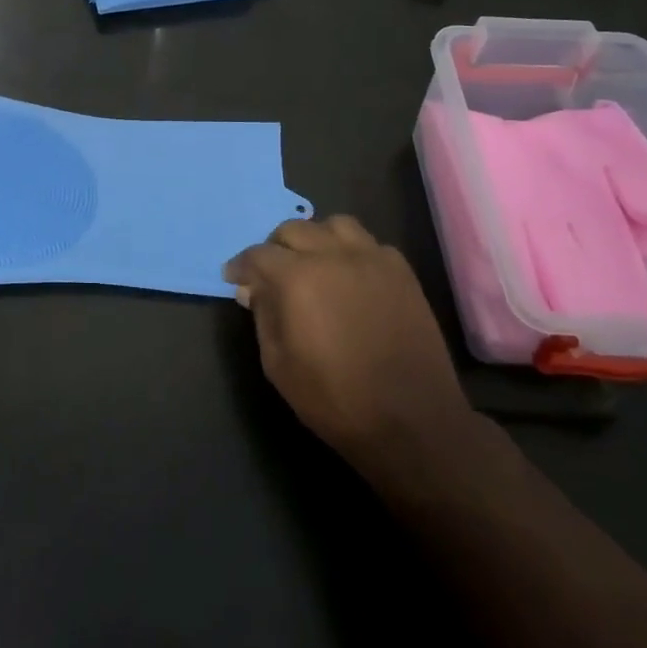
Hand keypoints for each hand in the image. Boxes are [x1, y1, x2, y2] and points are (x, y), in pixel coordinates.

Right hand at [224, 215, 476, 479]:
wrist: (412, 422)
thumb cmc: (335, 399)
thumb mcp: (278, 365)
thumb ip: (263, 317)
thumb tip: (254, 290)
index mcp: (297, 278)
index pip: (258, 254)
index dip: (240, 265)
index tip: (234, 278)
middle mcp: (333, 256)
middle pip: (294, 230)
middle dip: (275, 248)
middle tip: (271, 274)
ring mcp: (372, 260)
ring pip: (335, 225)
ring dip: (316, 239)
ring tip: (314, 264)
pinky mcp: (402, 272)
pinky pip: (370, 243)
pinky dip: (352, 251)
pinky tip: (350, 277)